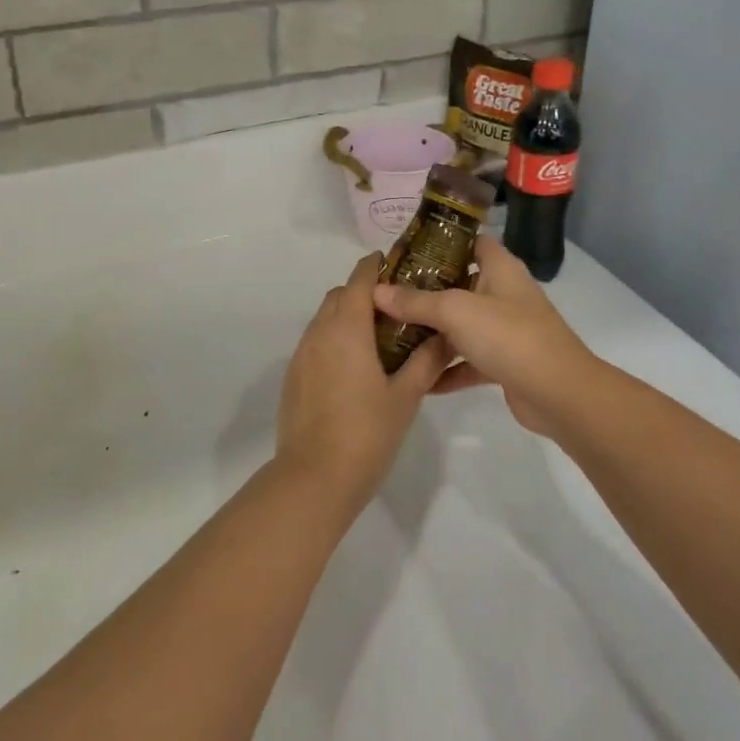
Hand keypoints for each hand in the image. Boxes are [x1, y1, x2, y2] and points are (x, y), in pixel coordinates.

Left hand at [274, 253, 454, 511]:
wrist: (314, 477)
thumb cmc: (366, 433)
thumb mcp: (405, 397)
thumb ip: (426, 362)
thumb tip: (446, 337)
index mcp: (347, 329)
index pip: (360, 280)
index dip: (375, 266)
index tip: (394, 263)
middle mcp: (320, 332)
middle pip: (339, 295)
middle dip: (363, 291)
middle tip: (395, 308)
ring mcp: (302, 354)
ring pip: (324, 318)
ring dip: (347, 315)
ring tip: (377, 337)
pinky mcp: (293, 376)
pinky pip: (315, 342)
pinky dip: (333, 339)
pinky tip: (353, 367)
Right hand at [372, 236, 594, 436]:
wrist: (558, 393)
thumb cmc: (508, 335)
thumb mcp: (455, 311)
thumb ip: (415, 301)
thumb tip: (376, 291)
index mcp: (499, 268)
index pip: (470, 242)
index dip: (441, 242)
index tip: (405, 252)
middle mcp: (504, 293)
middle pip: (461, 284)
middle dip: (427, 290)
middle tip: (389, 295)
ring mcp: (506, 330)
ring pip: (463, 325)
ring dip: (434, 332)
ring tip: (394, 335)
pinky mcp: (506, 363)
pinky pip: (469, 360)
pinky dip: (448, 369)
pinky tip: (419, 380)